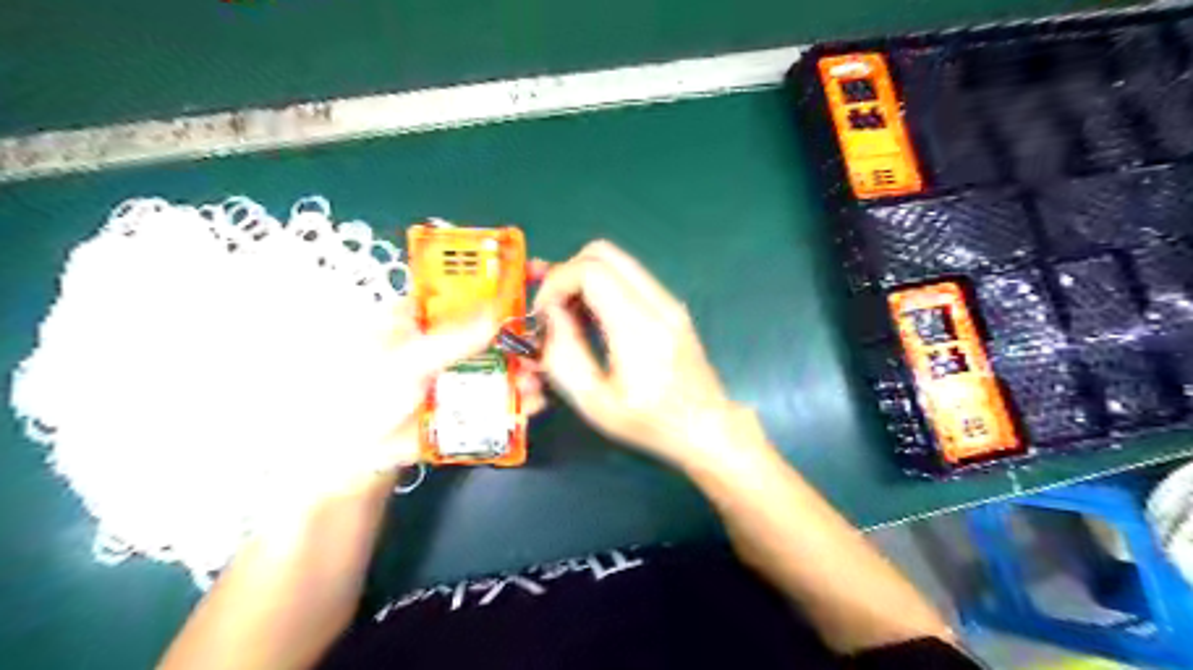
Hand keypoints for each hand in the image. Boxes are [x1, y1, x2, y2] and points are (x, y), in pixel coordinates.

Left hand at [307, 303, 549, 502]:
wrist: (360, 454)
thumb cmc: (370, 394)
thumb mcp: (409, 360)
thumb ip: (454, 339)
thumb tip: (499, 314)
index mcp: (419, 317)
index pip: (458, 290)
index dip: (489, 284)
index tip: (525, 281)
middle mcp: (443, 340)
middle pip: (486, 329)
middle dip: (516, 335)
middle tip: (540, 341)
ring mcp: (457, 372)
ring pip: (496, 363)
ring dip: (520, 369)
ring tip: (536, 380)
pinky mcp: (467, 401)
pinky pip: (496, 394)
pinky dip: (515, 399)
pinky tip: (532, 402)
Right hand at [536, 240, 758, 471]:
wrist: (706, 427)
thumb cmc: (650, 424)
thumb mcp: (596, 403)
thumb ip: (565, 357)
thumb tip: (551, 316)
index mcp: (639, 328)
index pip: (590, 272)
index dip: (555, 284)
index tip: (542, 315)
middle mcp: (657, 303)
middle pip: (603, 253)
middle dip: (567, 273)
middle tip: (553, 308)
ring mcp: (669, 302)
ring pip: (617, 261)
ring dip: (584, 278)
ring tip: (570, 316)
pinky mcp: (672, 307)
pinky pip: (630, 277)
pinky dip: (602, 286)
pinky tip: (594, 320)